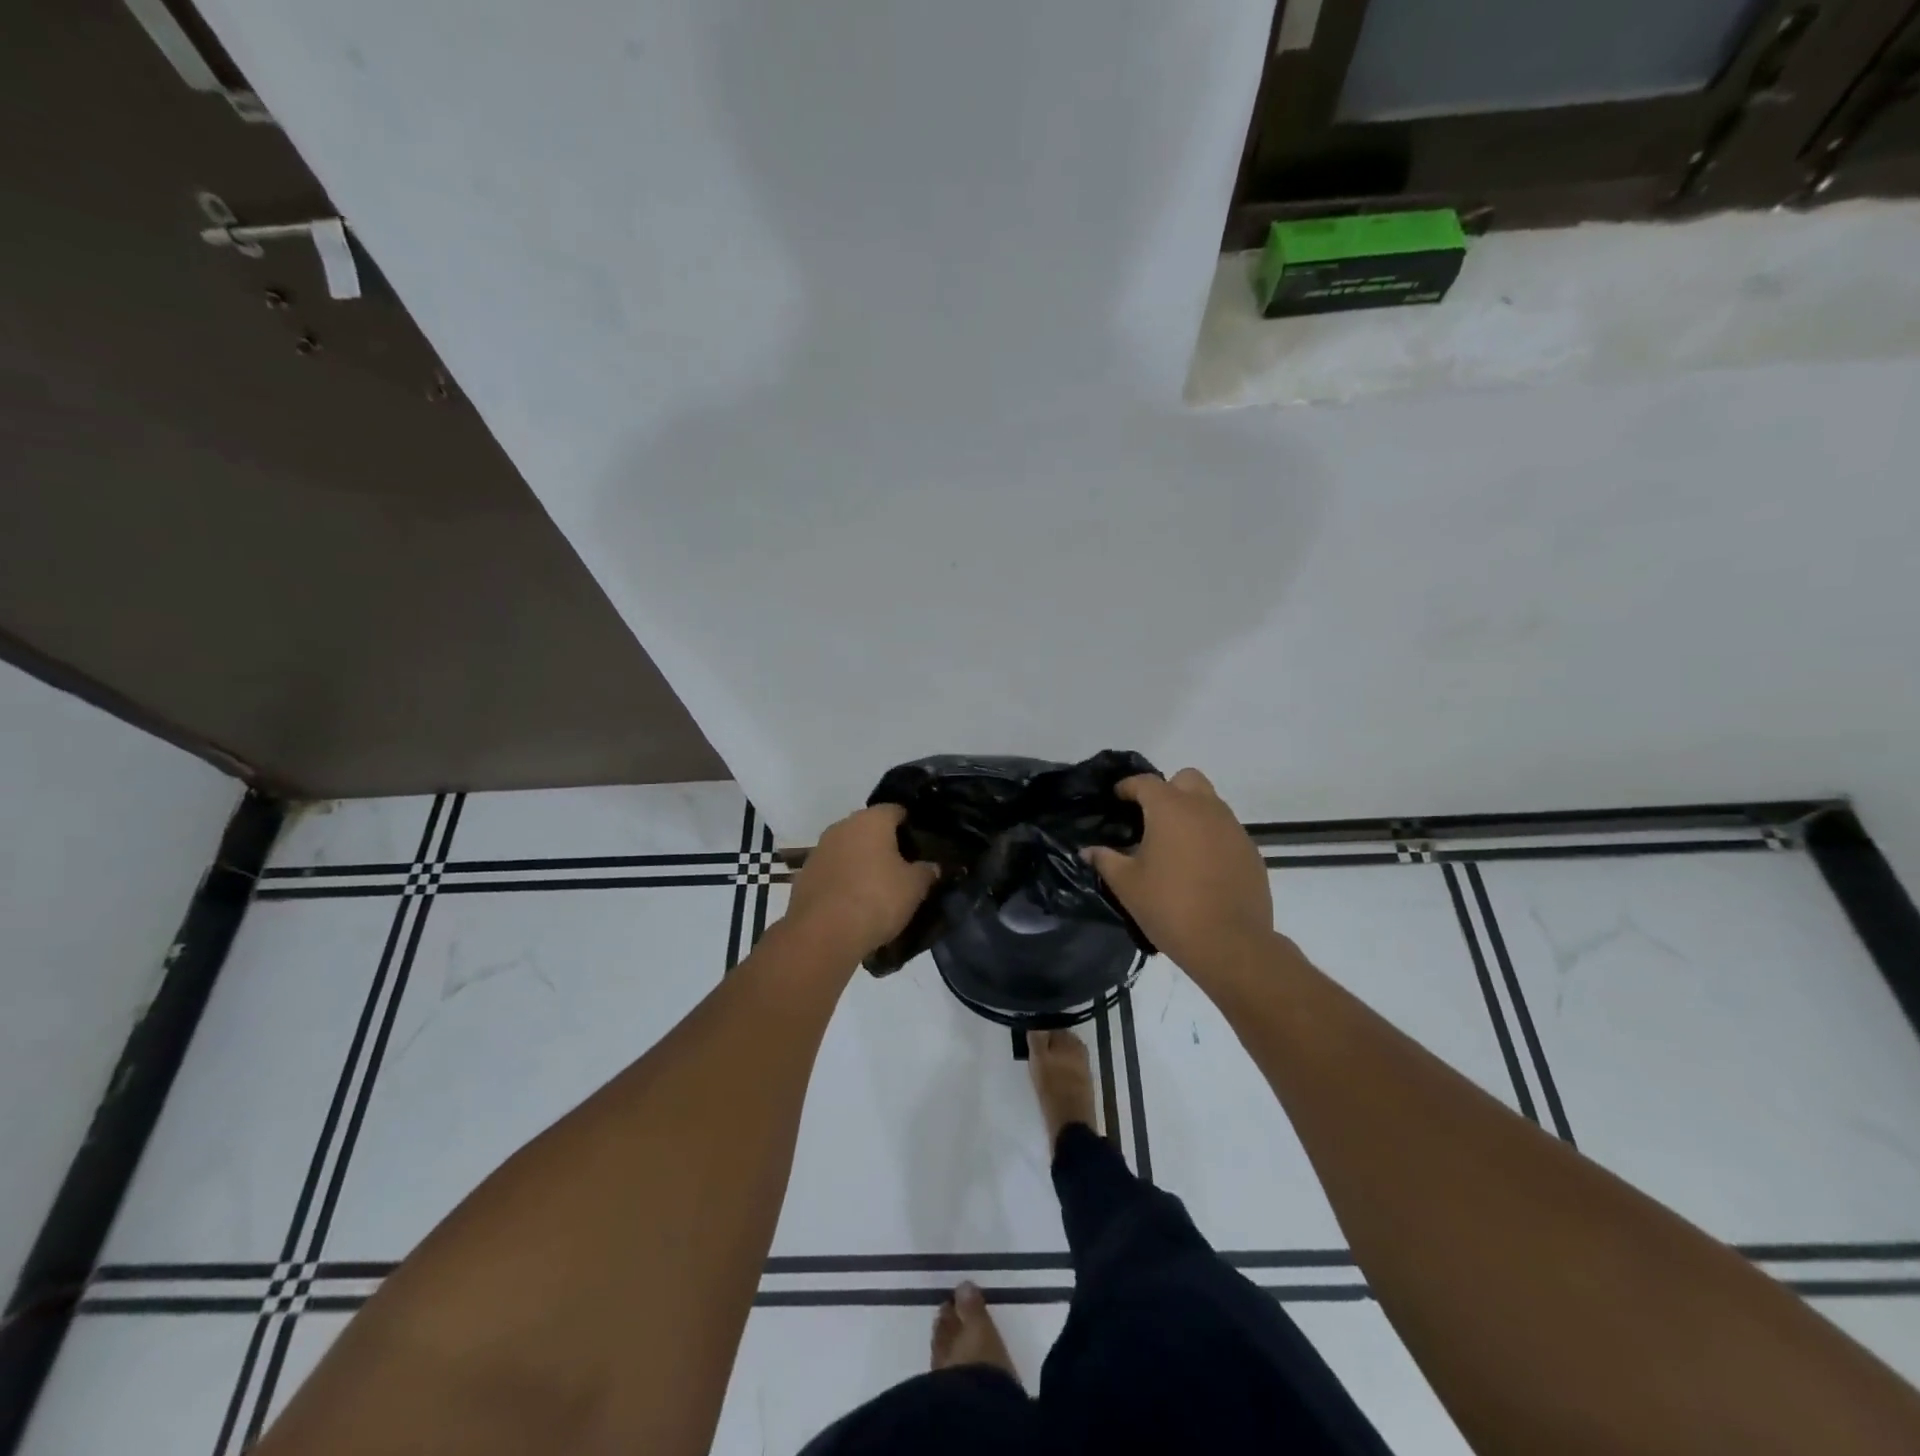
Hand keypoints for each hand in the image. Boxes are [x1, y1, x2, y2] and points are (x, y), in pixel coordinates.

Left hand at [784, 805, 938, 961]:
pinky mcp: (804, 875)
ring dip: (861, 862)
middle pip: (869, 828)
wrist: (823, 933)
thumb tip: (931, 866)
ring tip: (877, 888)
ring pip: (848, 849)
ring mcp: (819, 850)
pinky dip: (843, 880)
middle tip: (902, 868)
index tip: (920, 846)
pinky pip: (832, 871)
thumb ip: (926, 871)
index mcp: (871, 820)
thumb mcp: (915, 887)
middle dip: (884, 844)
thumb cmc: (877, 899)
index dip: (910, 826)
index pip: (896, 810)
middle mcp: (842, 826)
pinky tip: (853, 902)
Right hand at [1084, 768, 1272, 977]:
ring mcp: (1233, 829)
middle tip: (1151, 818)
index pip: (1145, 782)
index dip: (1128, 787)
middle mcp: (1205, 809)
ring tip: (1174, 846)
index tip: (1117, 798)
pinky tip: (1200, 868)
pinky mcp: (1251, 852)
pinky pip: (1226, 831)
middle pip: (1186, 779)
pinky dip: (1210, 838)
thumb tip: (1088, 851)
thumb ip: (1106, 860)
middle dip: (1167, 790)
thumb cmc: (1169, 907)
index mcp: (1171, 809)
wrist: (1230, 944)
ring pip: (1210, 804)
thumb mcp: (1127, 885)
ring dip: (1191, 814)